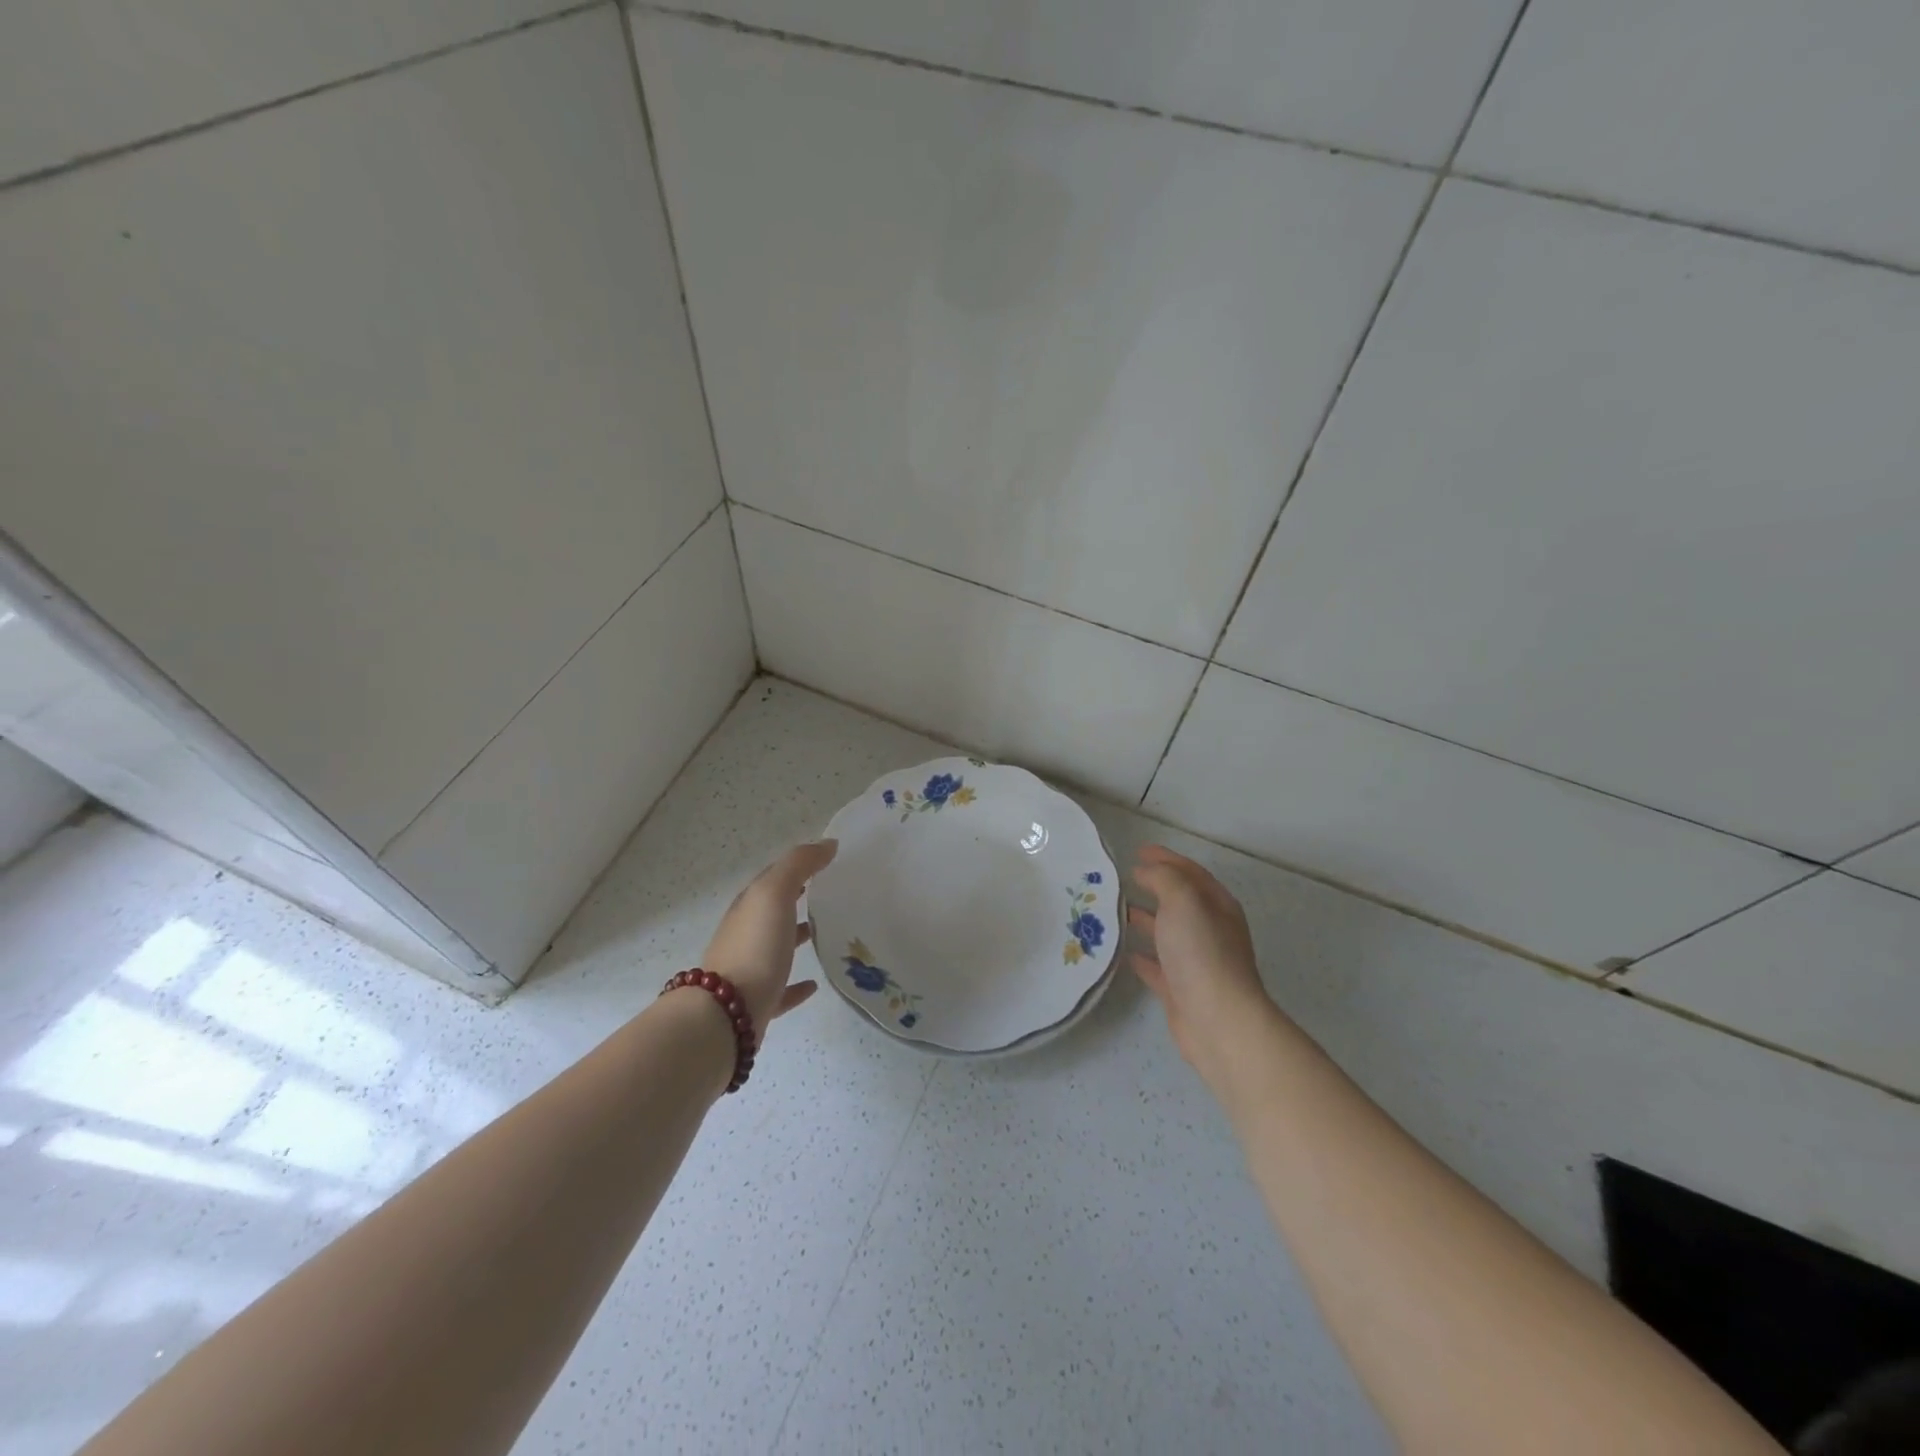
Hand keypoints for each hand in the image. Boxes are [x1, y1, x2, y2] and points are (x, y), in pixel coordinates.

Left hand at [702, 840, 837, 1037]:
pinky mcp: (758, 1003)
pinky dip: (797, 985)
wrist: (726, 1015)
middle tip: (831, 894)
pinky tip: (814, 985)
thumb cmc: (754, 947)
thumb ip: (799, 864)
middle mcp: (746, 934)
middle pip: (773, 911)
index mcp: (749, 906)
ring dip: (797, 938)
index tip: (827, 861)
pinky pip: (781, 989)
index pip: (773, 877)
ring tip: (827, 934)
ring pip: (776, 947)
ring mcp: (750, 969)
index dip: (798, 866)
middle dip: (797, 899)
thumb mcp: (775, 894)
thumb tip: (827, 843)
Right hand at [1127, 844, 1276, 1090]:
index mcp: (1217, 906)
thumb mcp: (1183, 900)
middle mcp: (1210, 931)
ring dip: (1144, 920)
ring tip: (1115, 910)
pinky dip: (1142, 956)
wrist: (1217, 1019)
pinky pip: (1157, 966)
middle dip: (1154, 887)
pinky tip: (1124, 952)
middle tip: (1122, 878)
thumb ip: (1164, 878)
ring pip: (1166, 933)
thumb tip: (1147, 871)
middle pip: (1179, 901)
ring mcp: (1196, 962)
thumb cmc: (1201, 952)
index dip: (1166, 858)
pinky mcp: (1180, 989)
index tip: (1137, 851)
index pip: (1190, 872)